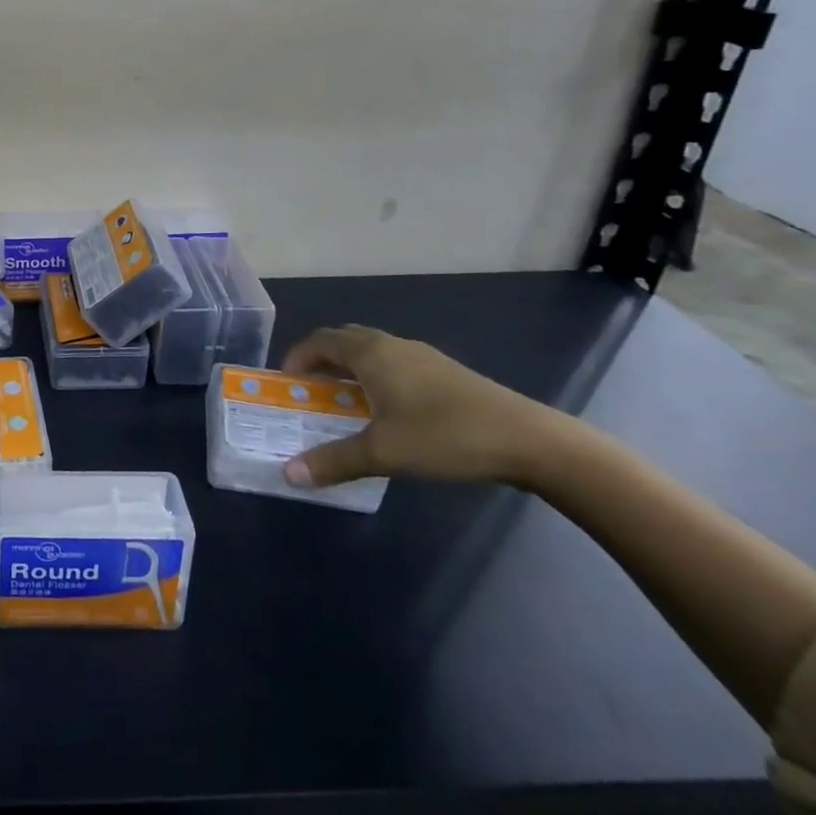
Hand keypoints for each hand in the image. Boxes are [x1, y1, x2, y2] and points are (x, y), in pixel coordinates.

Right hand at [279, 325, 555, 489]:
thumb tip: (288, 474)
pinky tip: (389, 412)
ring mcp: (422, 356)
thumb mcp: (384, 453)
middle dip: (321, 360)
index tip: (287, 383)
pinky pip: (394, 363)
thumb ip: (334, 461)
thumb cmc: (445, 436)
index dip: (298, 356)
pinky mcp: (444, 372)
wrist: (528, 440)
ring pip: (372, 351)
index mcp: (370, 353)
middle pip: (344, 340)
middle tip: (311, 392)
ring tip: (345, 403)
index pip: (320, 340)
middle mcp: (392, 345)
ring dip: (350, 369)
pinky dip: (376, 377)